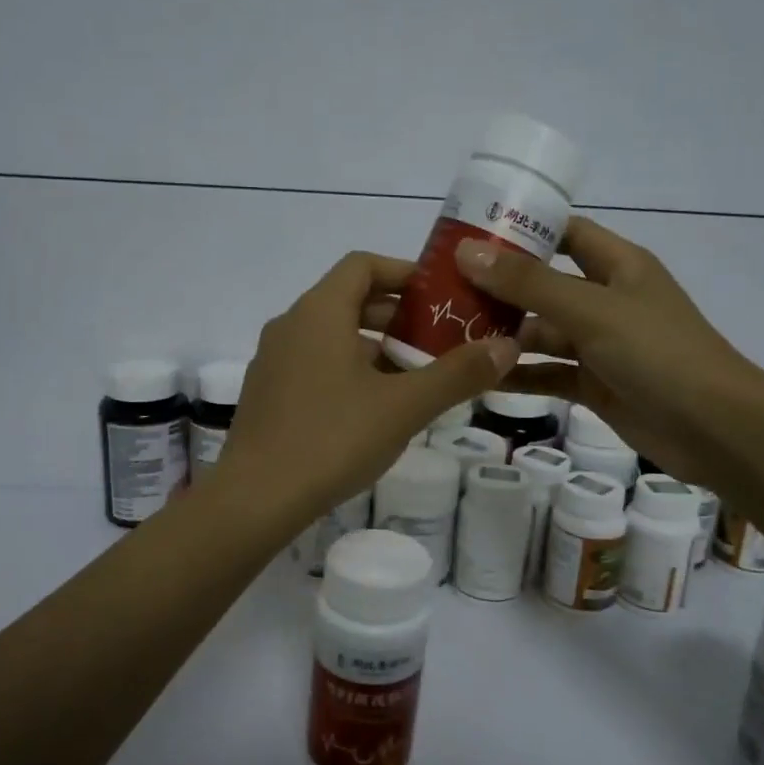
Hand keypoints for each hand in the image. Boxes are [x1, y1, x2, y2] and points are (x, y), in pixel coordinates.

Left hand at [214, 252, 519, 525]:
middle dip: (398, 315)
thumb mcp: (404, 406)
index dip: (405, 272)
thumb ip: (458, 374)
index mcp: (319, 312)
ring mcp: (273, 361)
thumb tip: (508, 347)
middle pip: (349, 299)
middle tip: (439, 339)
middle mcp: (290, 325)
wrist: (255, 499)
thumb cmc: (332, 439)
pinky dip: (349, 369)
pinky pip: (315, 364)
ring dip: (375, 346)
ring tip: (415, 375)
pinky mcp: (267, 394)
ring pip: (332, 336)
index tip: (441, 296)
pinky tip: (375, 408)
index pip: (363, 265)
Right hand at [455, 217, 763, 486]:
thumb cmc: (658, 353)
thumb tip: (467, 251)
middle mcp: (608, 299)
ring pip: (543, 332)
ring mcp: (601, 344)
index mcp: (618, 265)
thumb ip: (529, 284)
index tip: (470, 234)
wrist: (714, 429)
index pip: (565, 233)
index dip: (522, 229)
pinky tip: (479, 377)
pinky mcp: (595, 384)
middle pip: (544, 284)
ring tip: (449, 334)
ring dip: (504, 334)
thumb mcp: (591, 310)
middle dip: (500, 287)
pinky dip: (519, 374)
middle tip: (445, 289)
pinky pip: (549, 373)